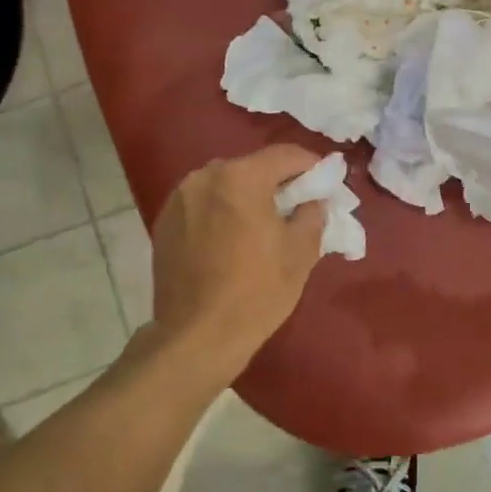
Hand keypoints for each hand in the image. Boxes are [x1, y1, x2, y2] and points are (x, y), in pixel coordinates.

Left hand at [145, 145, 328, 387]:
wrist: (196, 336)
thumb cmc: (256, 292)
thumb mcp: (300, 253)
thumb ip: (312, 214)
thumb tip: (312, 200)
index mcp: (241, 177)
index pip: (285, 155)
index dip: (311, 166)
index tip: (326, 183)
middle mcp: (204, 176)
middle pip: (252, 167)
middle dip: (277, 182)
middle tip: (297, 206)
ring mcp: (179, 198)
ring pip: (225, 185)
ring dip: (246, 196)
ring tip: (262, 225)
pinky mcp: (164, 222)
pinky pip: (203, 205)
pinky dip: (221, 212)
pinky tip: (231, 240)